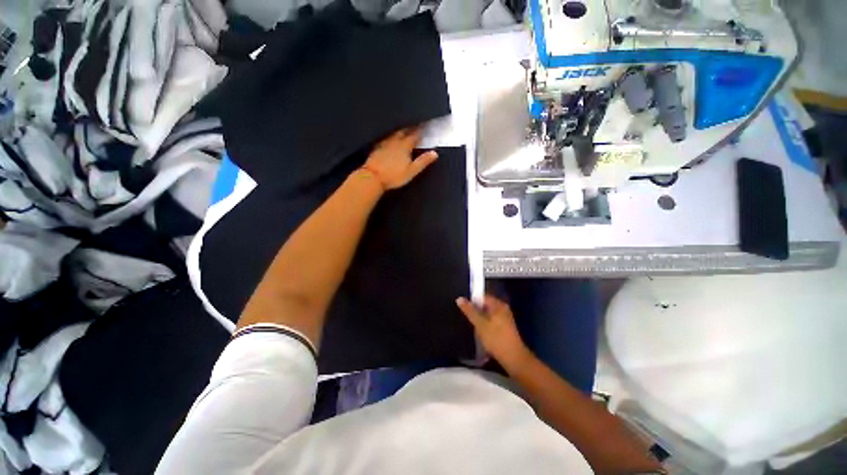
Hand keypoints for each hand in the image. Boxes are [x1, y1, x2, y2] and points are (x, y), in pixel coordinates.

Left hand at [362, 128, 437, 189]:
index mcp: (405, 146)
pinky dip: (390, 138)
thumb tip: (434, 153)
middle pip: (403, 131)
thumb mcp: (412, 171)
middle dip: (410, 128)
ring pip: (394, 134)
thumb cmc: (394, 175)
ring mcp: (384, 144)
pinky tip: (389, 140)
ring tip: (403, 130)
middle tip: (414, 126)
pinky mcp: (376, 148)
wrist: (373, 177)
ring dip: (399, 131)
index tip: (424, 126)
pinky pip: (385, 139)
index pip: (415, 135)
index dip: (420, 130)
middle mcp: (394, 142)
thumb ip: (423, 161)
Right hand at [456, 295, 530, 368]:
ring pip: (488, 314)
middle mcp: (503, 309)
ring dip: (480, 318)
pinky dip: (485, 323)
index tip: (464, 308)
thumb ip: (469, 311)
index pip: (483, 297)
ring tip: (472, 324)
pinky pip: (492, 320)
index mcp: (498, 305)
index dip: (472, 301)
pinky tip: (480, 331)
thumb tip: (459, 299)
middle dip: (476, 310)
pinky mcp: (505, 327)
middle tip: (467, 317)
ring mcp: (505, 318)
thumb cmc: (495, 338)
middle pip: (485, 305)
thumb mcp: (480, 324)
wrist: (513, 358)